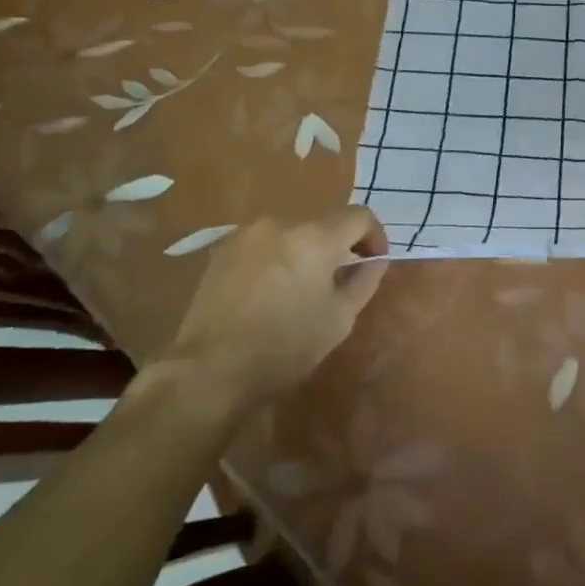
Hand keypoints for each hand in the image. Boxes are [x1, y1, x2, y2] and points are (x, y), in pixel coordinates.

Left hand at [155, 209, 388, 419]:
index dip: (374, 236)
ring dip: (304, 252)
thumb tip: (374, 260)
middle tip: (338, 281)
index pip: (359, 216)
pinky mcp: (221, 250)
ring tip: (299, 289)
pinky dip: (275, 259)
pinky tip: (268, 293)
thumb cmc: (285, 346)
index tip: (373, 262)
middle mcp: (282, 223)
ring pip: (291, 234)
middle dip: (337, 247)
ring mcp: (247, 234)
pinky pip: (263, 245)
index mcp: (316, 236)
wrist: (210, 370)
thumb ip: (364, 280)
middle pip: (323, 224)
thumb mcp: (340, 318)